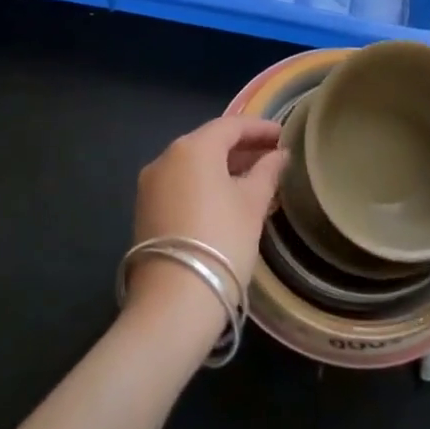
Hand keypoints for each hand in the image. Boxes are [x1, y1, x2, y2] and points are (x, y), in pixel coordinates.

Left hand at [127, 115, 285, 330]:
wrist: (172, 303)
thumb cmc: (221, 242)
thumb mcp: (252, 205)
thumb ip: (267, 173)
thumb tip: (278, 156)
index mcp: (192, 148)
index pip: (232, 125)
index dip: (260, 128)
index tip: (284, 135)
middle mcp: (165, 158)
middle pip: (210, 143)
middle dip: (242, 147)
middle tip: (273, 156)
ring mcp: (150, 185)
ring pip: (194, 165)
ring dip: (224, 167)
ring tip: (256, 179)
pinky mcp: (145, 210)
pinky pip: (182, 185)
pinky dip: (205, 185)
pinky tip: (228, 199)